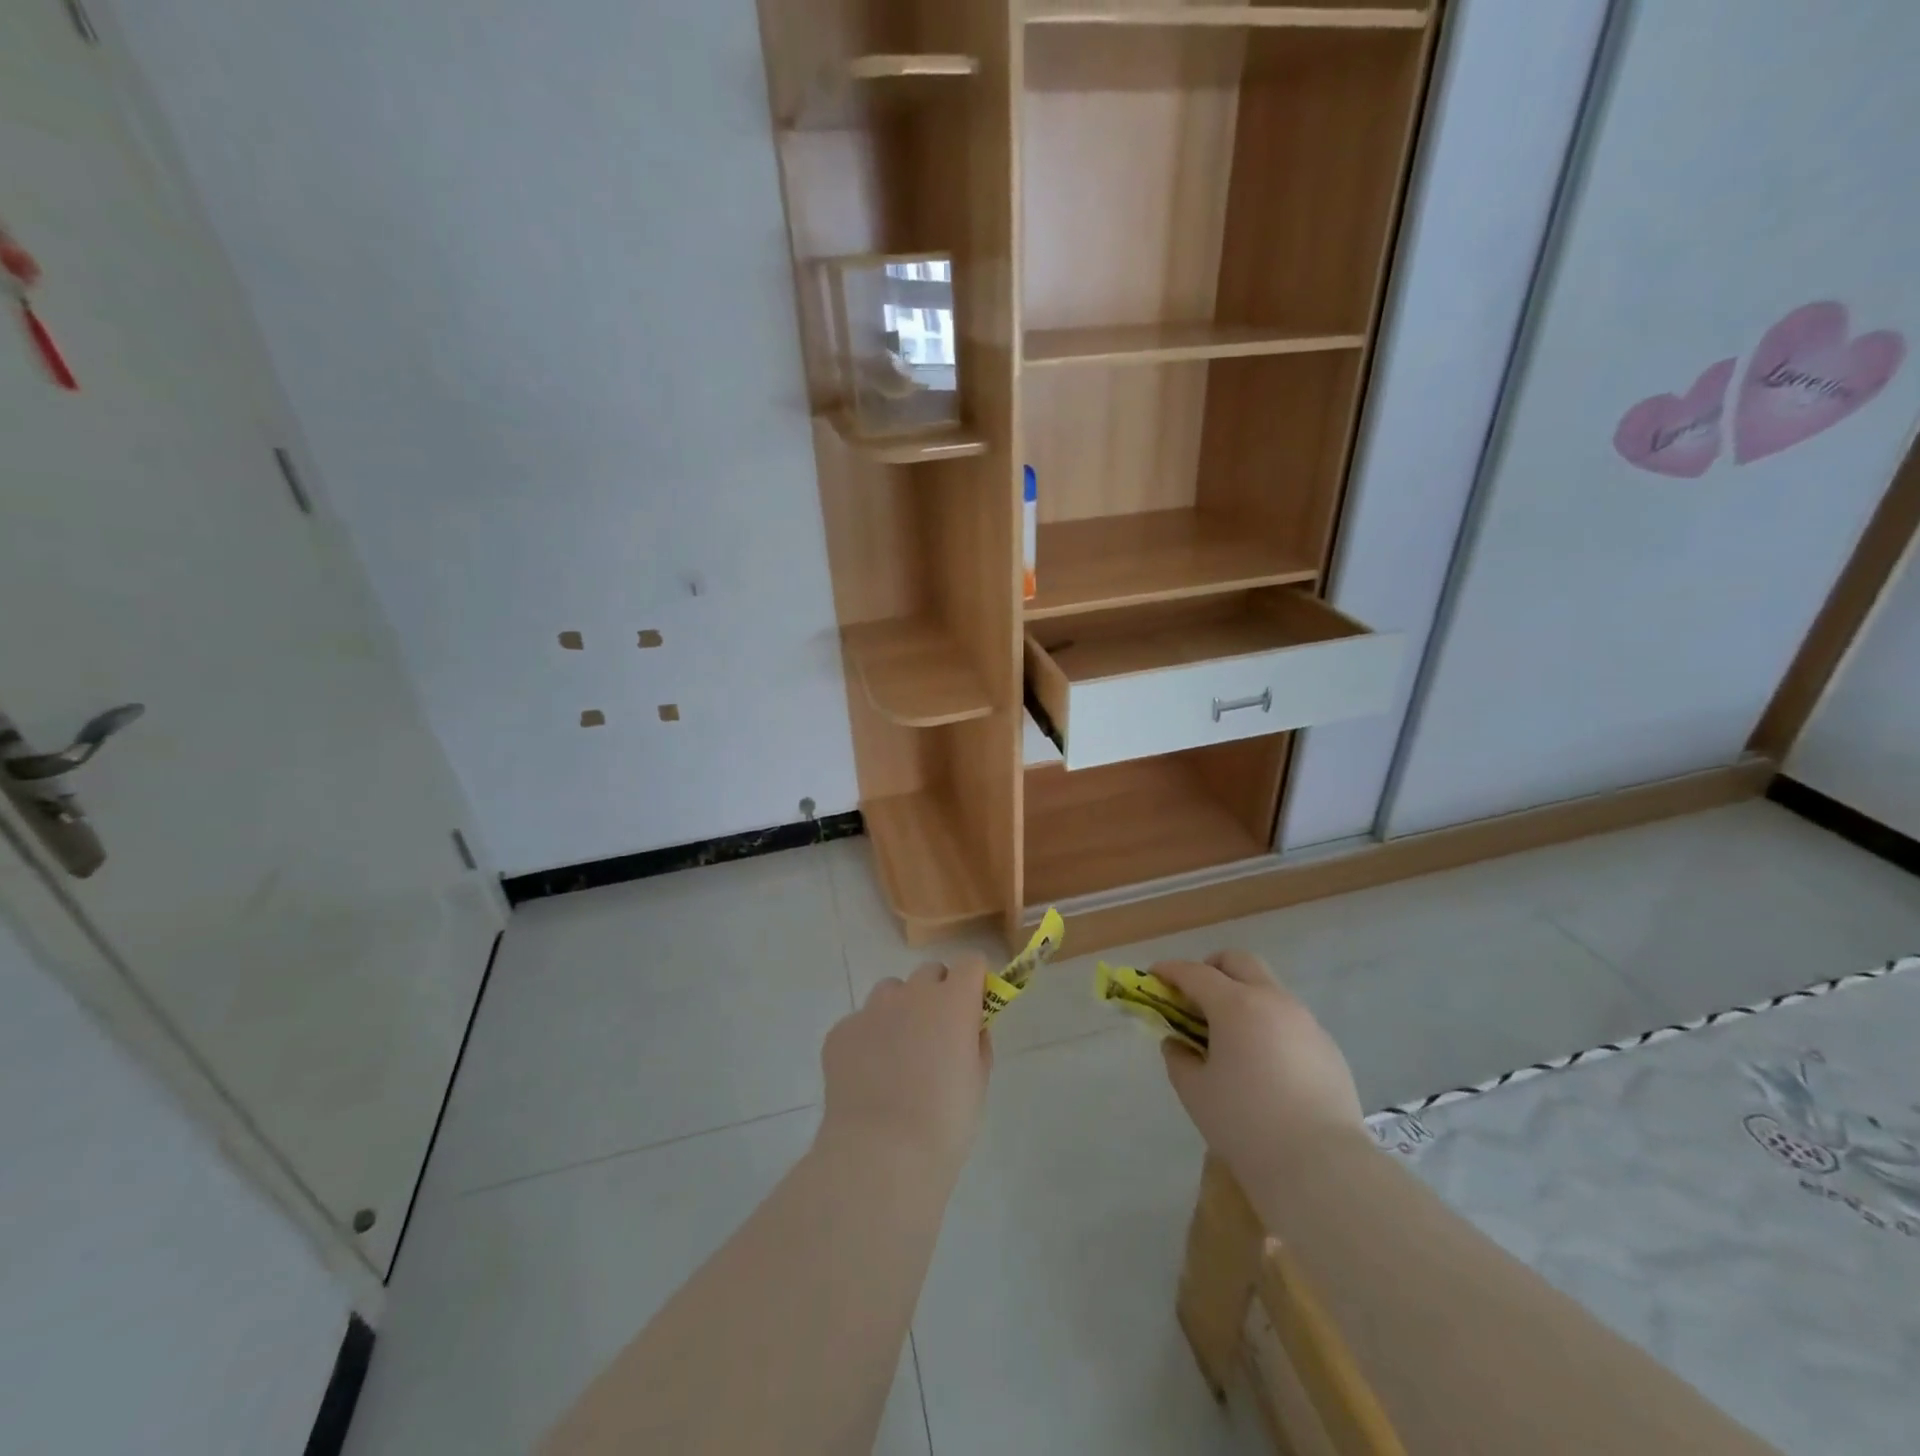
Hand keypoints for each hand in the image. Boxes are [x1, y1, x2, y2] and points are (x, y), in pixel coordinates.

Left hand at [819, 954, 992, 1177]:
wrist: (881, 1155)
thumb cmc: (944, 1122)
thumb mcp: (978, 1082)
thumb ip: (976, 1042)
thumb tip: (969, 1028)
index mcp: (953, 1001)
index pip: (971, 962)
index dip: (974, 982)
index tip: (974, 1007)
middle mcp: (912, 994)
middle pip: (930, 973)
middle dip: (938, 994)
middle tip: (937, 1035)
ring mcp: (871, 1010)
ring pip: (891, 992)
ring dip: (900, 1011)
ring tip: (898, 1056)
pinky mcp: (840, 1032)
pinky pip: (860, 1023)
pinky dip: (867, 1040)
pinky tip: (867, 1077)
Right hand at [1152, 951, 1364, 1181]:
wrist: (1322, 1168)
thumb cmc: (1246, 1124)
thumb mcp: (1195, 1092)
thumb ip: (1179, 1058)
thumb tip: (1178, 1043)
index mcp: (1236, 1005)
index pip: (1194, 973)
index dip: (1169, 971)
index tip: (1153, 976)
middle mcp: (1273, 1000)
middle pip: (1238, 962)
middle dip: (1211, 968)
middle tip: (1194, 997)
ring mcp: (1305, 1021)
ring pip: (1268, 988)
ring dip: (1242, 996)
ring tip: (1229, 1035)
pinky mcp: (1327, 1047)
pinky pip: (1289, 1019)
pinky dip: (1267, 1023)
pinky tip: (1263, 1062)